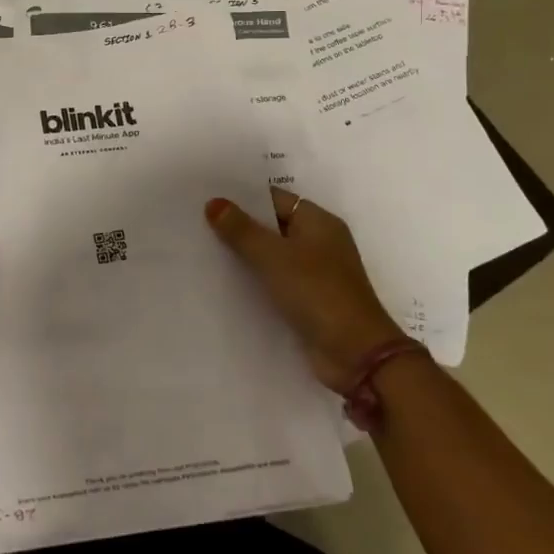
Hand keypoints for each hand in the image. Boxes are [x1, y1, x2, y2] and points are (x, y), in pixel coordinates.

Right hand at [205, 187, 402, 395]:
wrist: (356, 356)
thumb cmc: (317, 293)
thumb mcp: (273, 256)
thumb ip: (241, 230)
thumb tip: (213, 202)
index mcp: (319, 223)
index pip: (274, 199)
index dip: (242, 198)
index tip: (208, 197)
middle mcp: (319, 244)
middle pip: (272, 227)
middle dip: (239, 226)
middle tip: (197, 221)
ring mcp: (315, 275)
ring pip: (271, 257)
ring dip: (244, 256)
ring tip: (202, 249)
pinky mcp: (308, 302)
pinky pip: (275, 282)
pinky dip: (254, 281)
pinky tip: (223, 282)